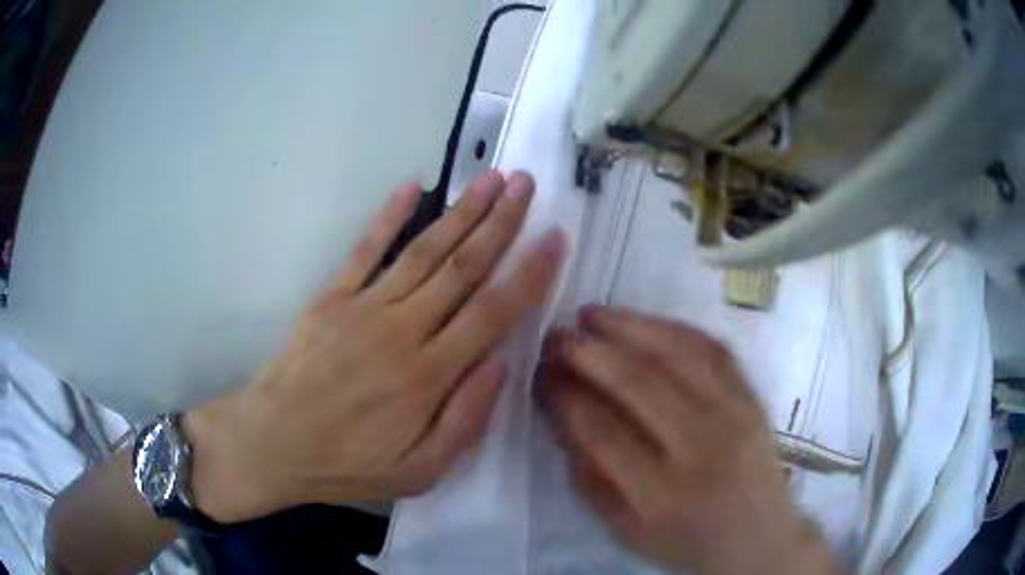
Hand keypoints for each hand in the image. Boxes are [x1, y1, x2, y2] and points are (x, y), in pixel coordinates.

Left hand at [185, 170, 565, 522]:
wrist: (273, 444)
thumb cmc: (348, 465)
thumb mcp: (418, 471)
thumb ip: (465, 421)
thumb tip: (501, 364)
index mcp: (428, 377)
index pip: (493, 313)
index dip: (529, 273)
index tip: (555, 237)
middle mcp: (402, 332)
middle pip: (462, 268)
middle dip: (501, 222)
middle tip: (527, 184)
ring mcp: (363, 309)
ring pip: (424, 251)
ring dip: (461, 212)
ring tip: (491, 179)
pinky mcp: (331, 299)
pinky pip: (365, 250)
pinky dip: (389, 216)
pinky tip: (413, 187)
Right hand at [536, 307, 837, 574]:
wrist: (758, 537)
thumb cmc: (686, 540)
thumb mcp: (624, 529)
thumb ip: (589, 475)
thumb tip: (562, 413)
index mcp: (661, 494)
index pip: (601, 429)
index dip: (564, 395)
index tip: (540, 373)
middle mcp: (701, 446)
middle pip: (638, 382)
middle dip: (588, 352)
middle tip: (555, 335)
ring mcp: (734, 414)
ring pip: (677, 353)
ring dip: (628, 326)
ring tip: (591, 314)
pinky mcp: (753, 397)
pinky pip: (713, 348)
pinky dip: (673, 327)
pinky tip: (643, 321)